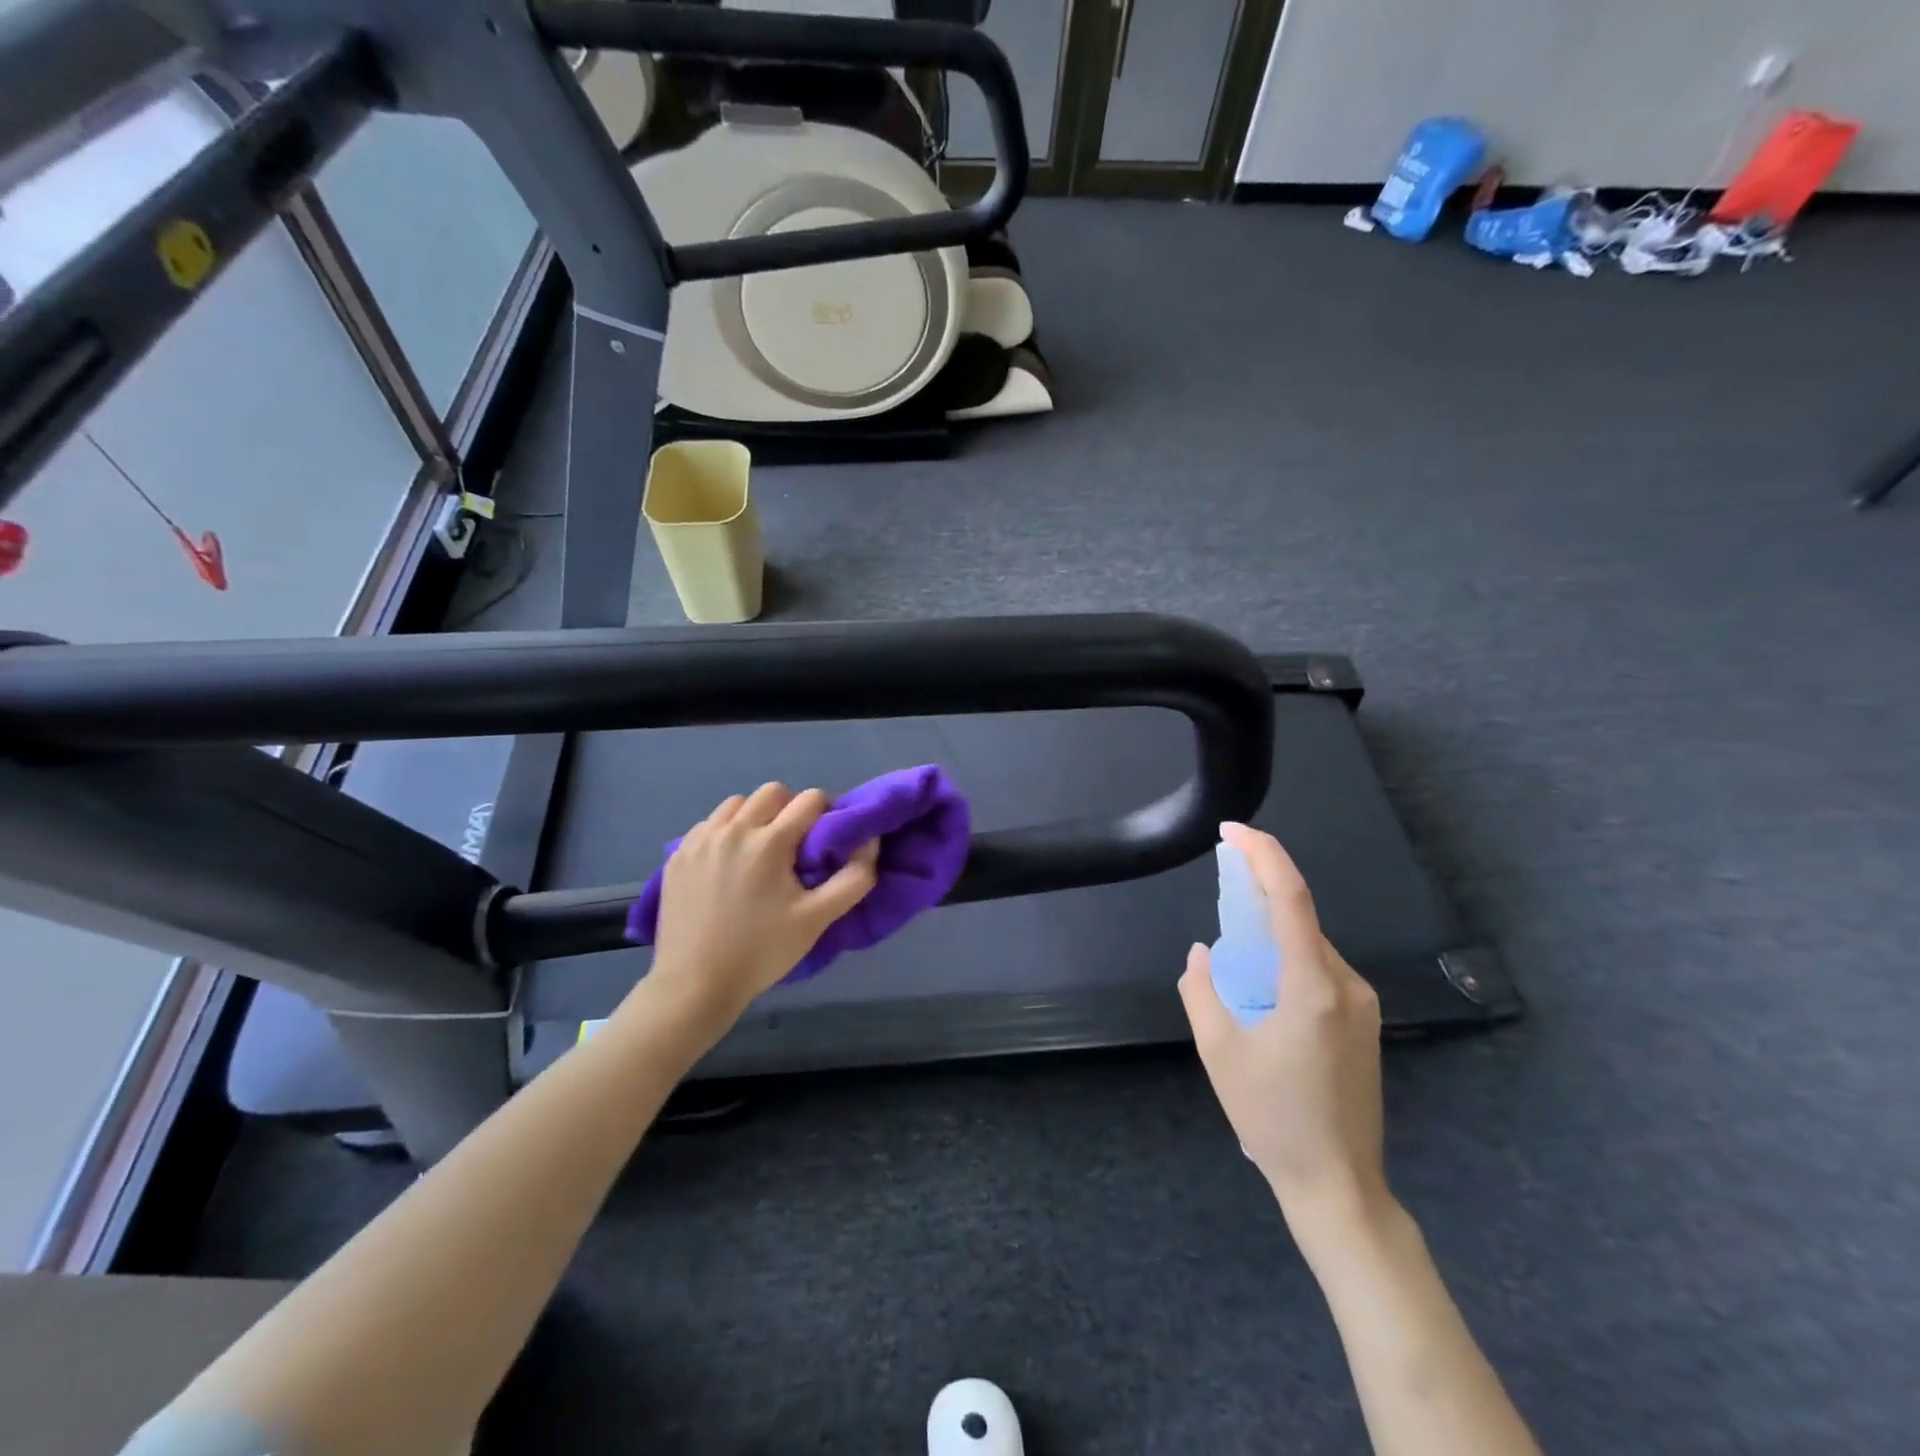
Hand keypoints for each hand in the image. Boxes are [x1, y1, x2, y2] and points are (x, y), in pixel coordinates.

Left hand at [644, 783, 879, 1021]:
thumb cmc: (761, 952)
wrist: (694, 985)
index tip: (824, 840)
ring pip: (736, 804)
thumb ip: (853, 878)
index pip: (810, 799)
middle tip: (794, 845)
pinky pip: (709, 824)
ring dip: (755, 817)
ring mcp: (700, 841)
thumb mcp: (818, 919)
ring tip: (758, 852)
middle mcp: (733, 830)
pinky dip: (725, 832)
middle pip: (772, 792)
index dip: (825, 814)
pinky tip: (728, 864)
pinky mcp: (678, 855)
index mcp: (769, 842)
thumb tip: (870, 842)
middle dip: (790, 809)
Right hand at [1178, 823, 1389, 1241]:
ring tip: (1235, 948)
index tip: (1233, 830)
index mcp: (1312, 986)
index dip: (1263, 854)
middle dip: (1261, 891)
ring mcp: (1362, 1005)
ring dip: (1272, 931)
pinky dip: (1287, 958)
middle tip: (1222, 885)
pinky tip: (1262, 984)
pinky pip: (1321, 970)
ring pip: (1310, 945)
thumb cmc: (1273, 1118)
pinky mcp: (1364, 1023)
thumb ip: (1201, 990)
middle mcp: (1347, 985)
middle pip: (1301, 918)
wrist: (1338, 1185)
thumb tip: (1203, 953)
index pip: (1291, 898)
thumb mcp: (1218, 1051)